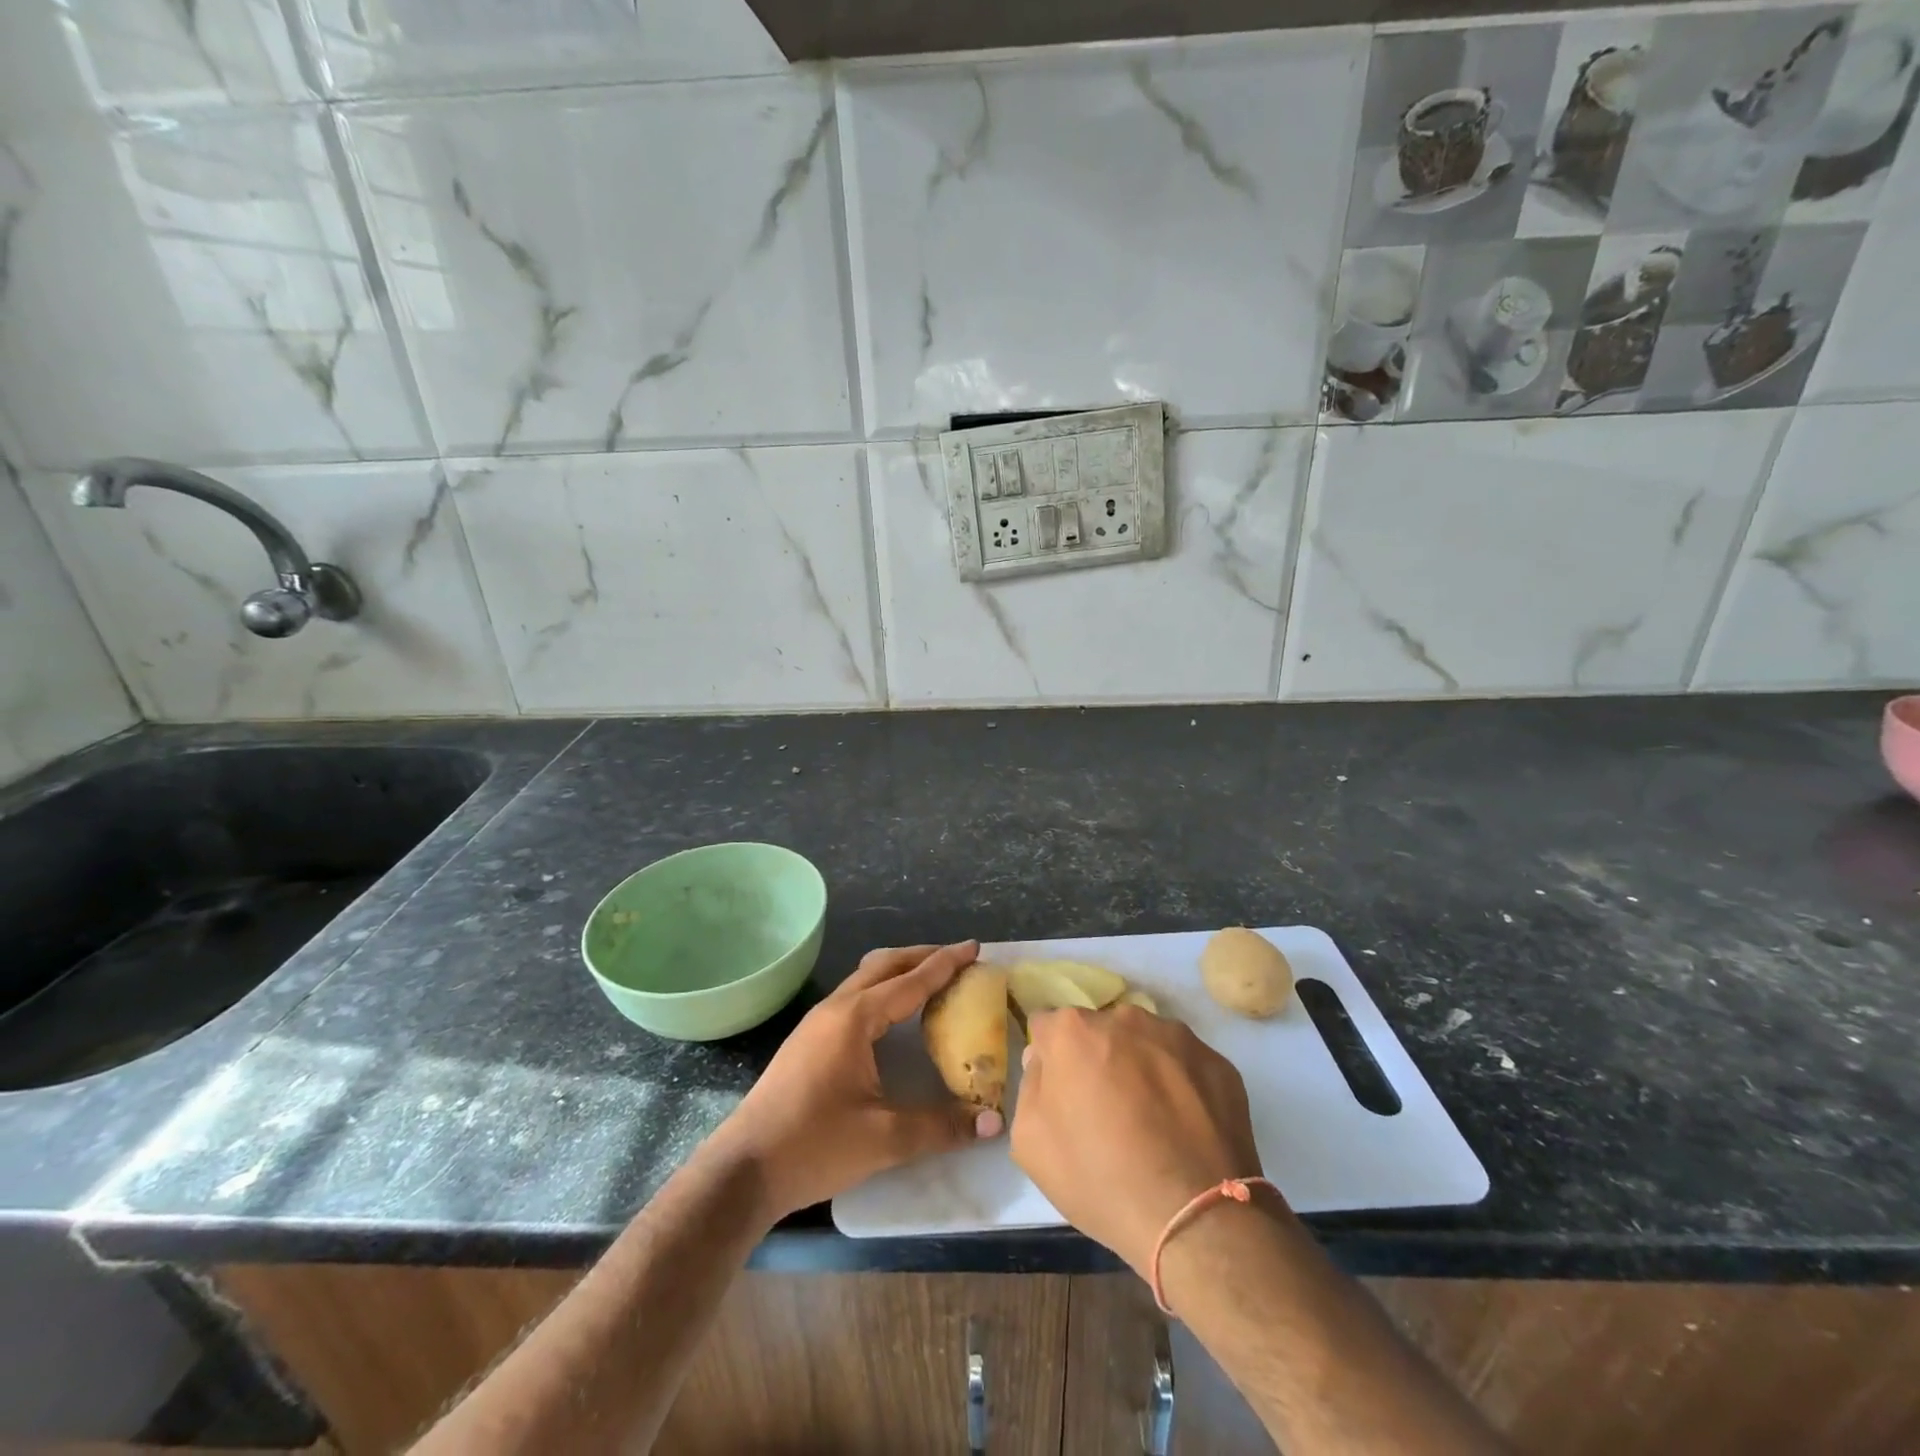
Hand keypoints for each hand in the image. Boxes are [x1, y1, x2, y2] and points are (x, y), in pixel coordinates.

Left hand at [710, 942, 1000, 1222]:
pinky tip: (892, 1016)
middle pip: (885, 965)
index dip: (945, 964)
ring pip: (865, 978)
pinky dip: (882, 990)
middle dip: (922, 956)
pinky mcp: (808, 1039)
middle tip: (957, 959)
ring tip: (930, 980)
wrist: (744, 1169)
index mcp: (855, 1019)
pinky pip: (854, 996)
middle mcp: (836, 1008)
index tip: (974, 947)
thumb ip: (940, 1127)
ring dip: (899, 971)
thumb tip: (992, 1124)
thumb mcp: (884, 1139)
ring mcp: (817, 1022)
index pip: (911, 981)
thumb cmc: (814, 1145)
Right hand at [1010, 1006, 1265, 1274]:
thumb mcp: (1030, 1142)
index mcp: (1073, 1030)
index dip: (1051, 1059)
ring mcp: (1177, 1036)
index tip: (1062, 1093)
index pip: (1049, 1027)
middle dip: (1097, 1059)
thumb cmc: (1099, 1179)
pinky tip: (1184, 1129)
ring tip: (1152, 1123)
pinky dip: (1181, 1086)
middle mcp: (1124, 1018)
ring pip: (1145, 1043)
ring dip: (1140, 1068)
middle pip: (1100, 1031)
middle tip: (1107, 1111)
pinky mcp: (1217, 1062)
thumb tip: (1045, 1061)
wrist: (1195, 1218)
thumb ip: (1031, 1085)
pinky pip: (1186, 1065)